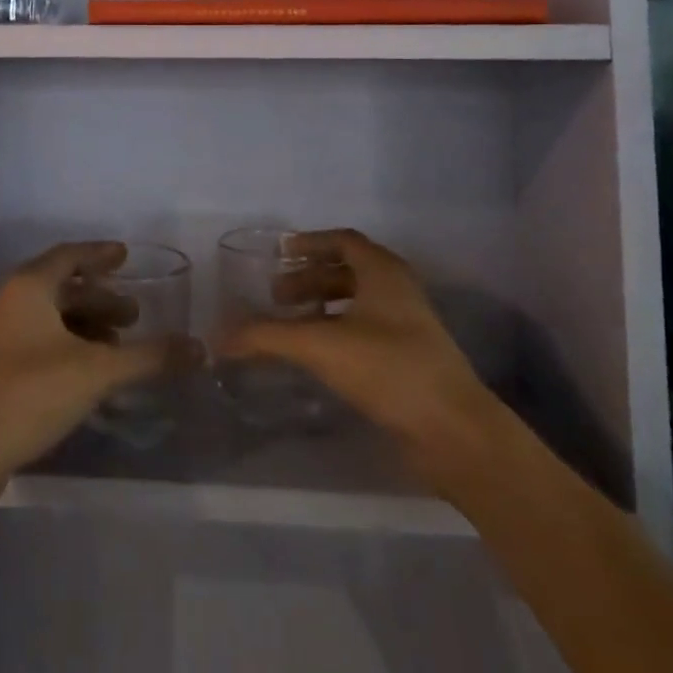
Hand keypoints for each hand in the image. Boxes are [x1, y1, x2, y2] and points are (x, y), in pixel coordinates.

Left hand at [0, 242, 194, 488]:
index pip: (69, 255)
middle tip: (134, 316)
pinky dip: (66, 346)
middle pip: (60, 287)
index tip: (125, 255)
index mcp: (27, 287)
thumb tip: (199, 348)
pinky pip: (36, 341)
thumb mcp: (96, 372)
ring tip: (116, 348)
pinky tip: (85, 375)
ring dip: (84, 326)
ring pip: (48, 317)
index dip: (99, 254)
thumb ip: (148, 357)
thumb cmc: (27, 396)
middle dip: (100, 299)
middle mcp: (7, 302)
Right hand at [218, 228, 495, 469]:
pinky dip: (338, 331)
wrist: (455, 431)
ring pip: (359, 302)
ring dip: (323, 306)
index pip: (343, 241)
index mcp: (383, 271)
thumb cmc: (389, 368)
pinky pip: (367, 329)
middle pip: (349, 270)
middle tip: (276, 295)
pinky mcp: (411, 358)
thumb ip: (267, 337)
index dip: (310, 243)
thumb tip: (218, 337)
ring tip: (291, 325)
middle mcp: (398, 289)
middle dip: (310, 278)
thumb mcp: (320, 346)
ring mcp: (409, 325)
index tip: (280, 253)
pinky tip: (318, 355)